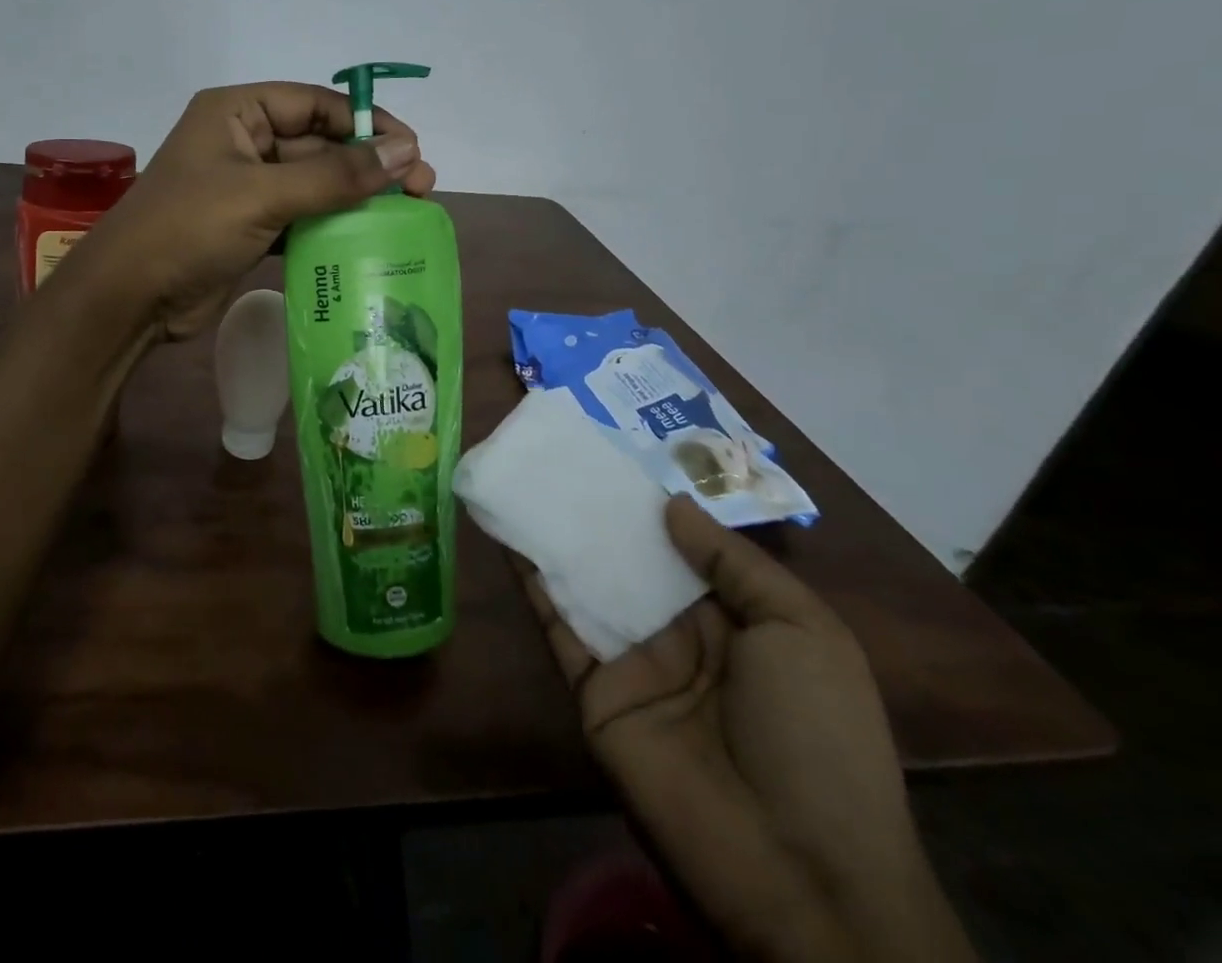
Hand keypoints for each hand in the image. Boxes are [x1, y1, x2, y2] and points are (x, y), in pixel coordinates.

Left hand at [69, 82, 435, 338]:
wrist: (130, 298)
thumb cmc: (189, 229)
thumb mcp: (263, 195)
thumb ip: (335, 176)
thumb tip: (406, 153)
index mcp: (236, 112)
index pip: (315, 104)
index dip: (366, 124)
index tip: (411, 150)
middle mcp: (241, 141)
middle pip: (318, 144)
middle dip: (367, 165)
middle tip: (421, 188)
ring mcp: (245, 187)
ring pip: (313, 183)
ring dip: (354, 197)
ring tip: (406, 214)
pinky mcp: (248, 227)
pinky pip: (300, 216)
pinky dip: (330, 226)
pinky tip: (367, 240)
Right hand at [526, 497, 975, 962]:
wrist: (796, 867)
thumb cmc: (816, 735)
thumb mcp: (805, 633)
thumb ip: (735, 563)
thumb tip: (670, 506)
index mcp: (734, 622)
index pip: (684, 551)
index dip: (653, 507)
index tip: (616, 459)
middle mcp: (677, 635)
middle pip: (628, 562)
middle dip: (598, 515)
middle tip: (558, 458)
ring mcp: (631, 663)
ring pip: (585, 585)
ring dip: (556, 539)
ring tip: (523, 482)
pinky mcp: (592, 689)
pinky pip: (559, 626)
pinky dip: (533, 583)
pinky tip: (510, 538)